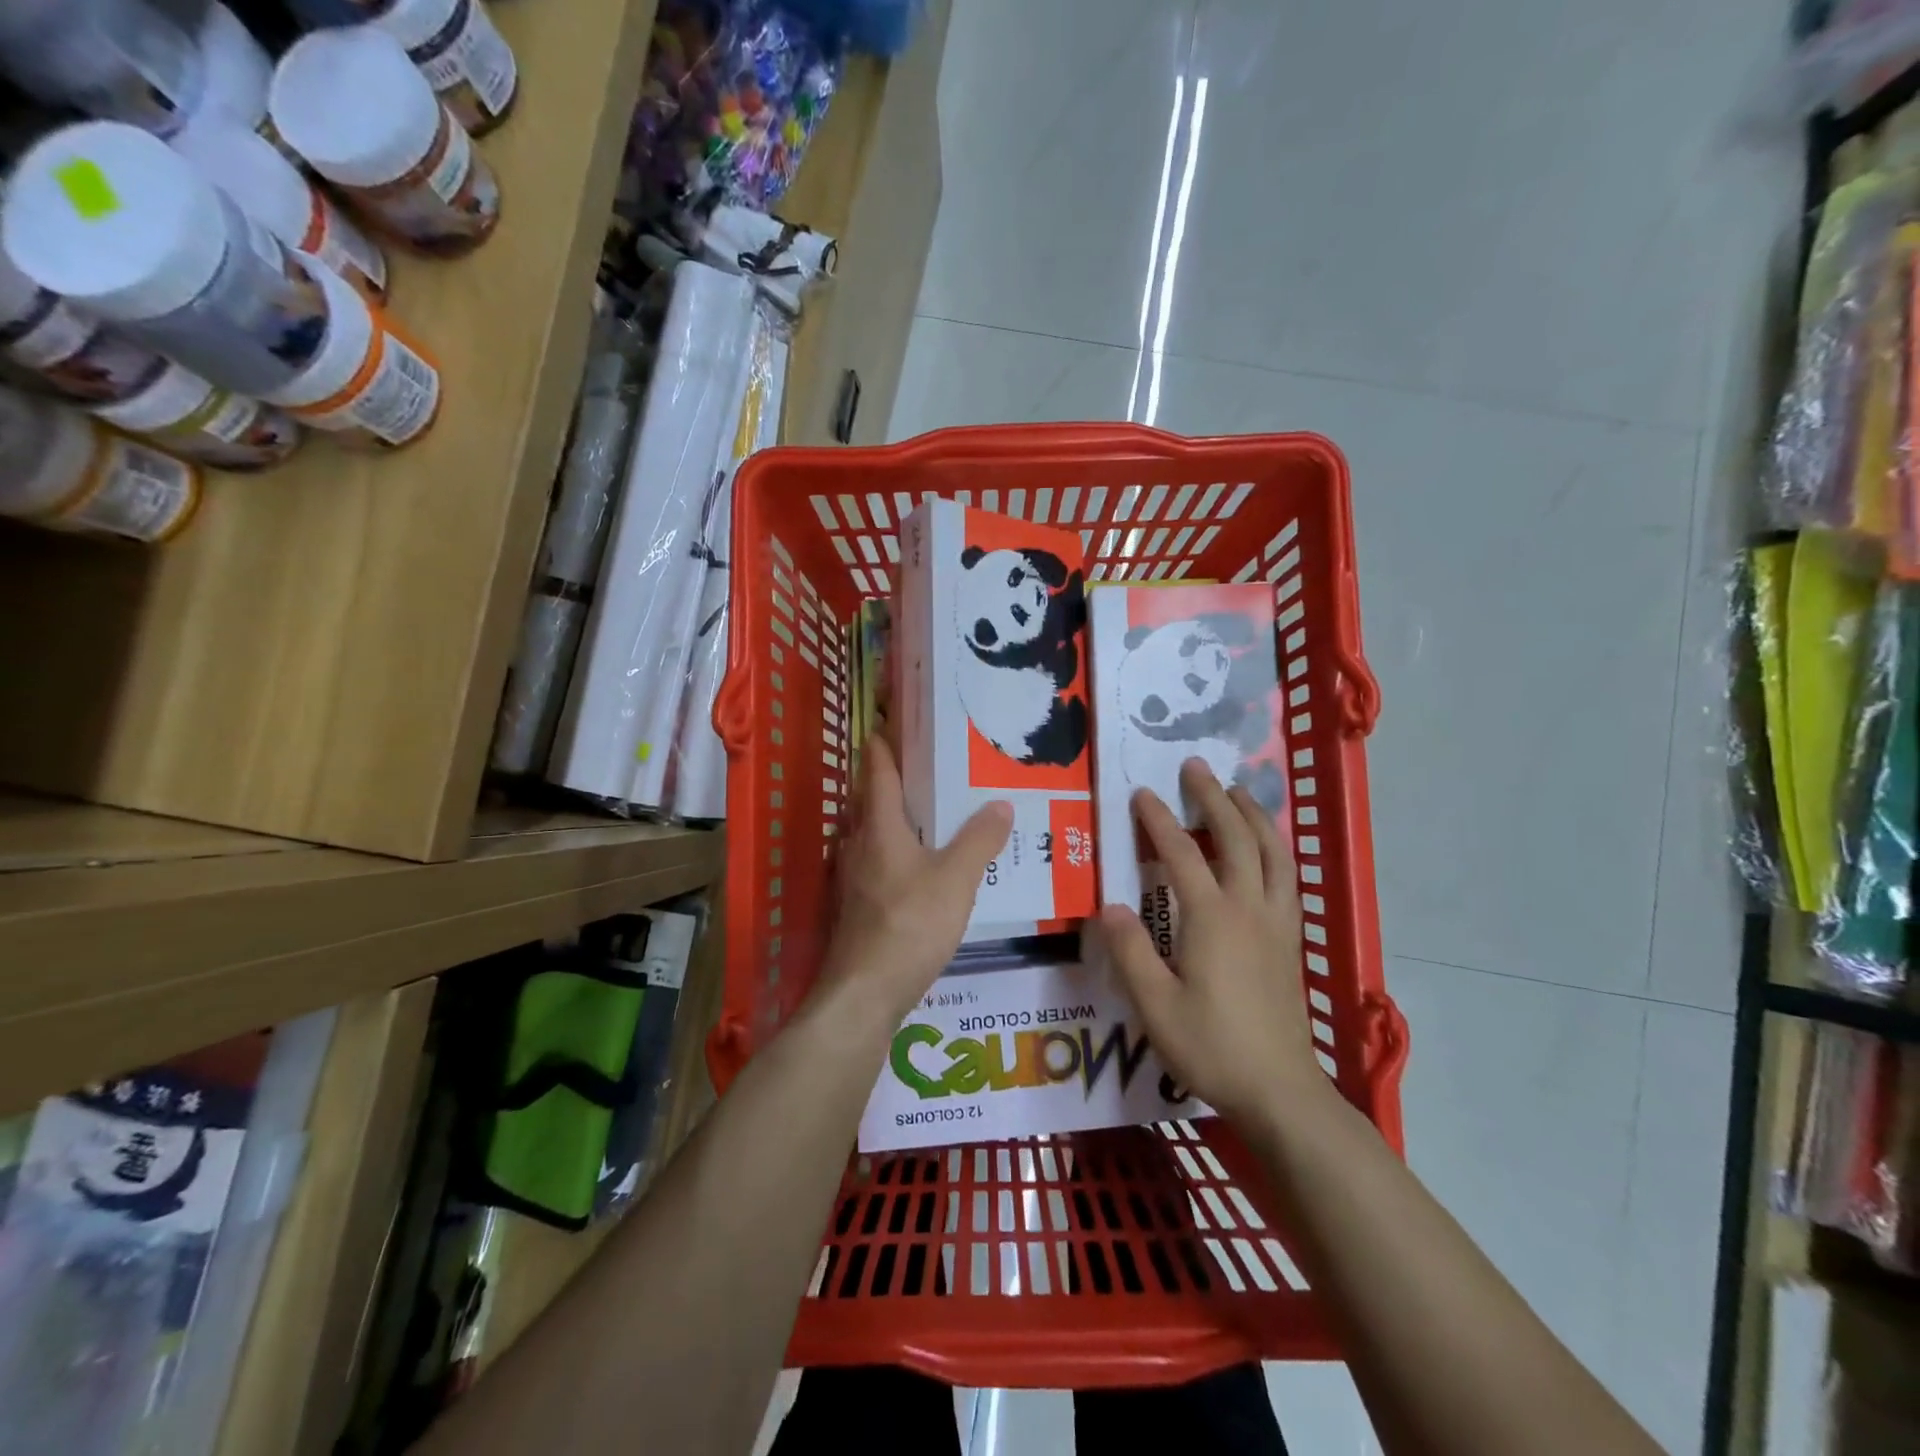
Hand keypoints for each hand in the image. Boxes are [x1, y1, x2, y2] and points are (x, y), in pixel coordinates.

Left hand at [814, 736, 1011, 1032]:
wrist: (864, 992)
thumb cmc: (909, 925)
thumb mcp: (956, 880)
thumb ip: (979, 841)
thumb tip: (1001, 804)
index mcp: (879, 827)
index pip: (878, 771)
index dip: (884, 743)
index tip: (890, 719)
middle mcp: (858, 844)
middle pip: (871, 800)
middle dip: (893, 779)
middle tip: (928, 765)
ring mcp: (851, 877)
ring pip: (871, 833)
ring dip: (893, 817)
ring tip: (929, 813)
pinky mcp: (855, 906)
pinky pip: (875, 862)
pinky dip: (894, 851)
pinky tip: (918, 867)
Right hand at [1089, 759, 1323, 1125]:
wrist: (1280, 1090)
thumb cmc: (1212, 1046)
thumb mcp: (1155, 1005)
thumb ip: (1130, 951)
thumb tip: (1111, 905)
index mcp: (1212, 918)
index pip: (1181, 853)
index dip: (1158, 820)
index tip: (1140, 793)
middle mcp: (1249, 907)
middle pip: (1235, 837)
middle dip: (1213, 798)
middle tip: (1195, 768)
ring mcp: (1277, 922)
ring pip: (1273, 852)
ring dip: (1254, 815)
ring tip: (1237, 792)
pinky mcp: (1291, 940)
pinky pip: (1287, 876)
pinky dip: (1276, 848)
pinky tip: (1267, 849)